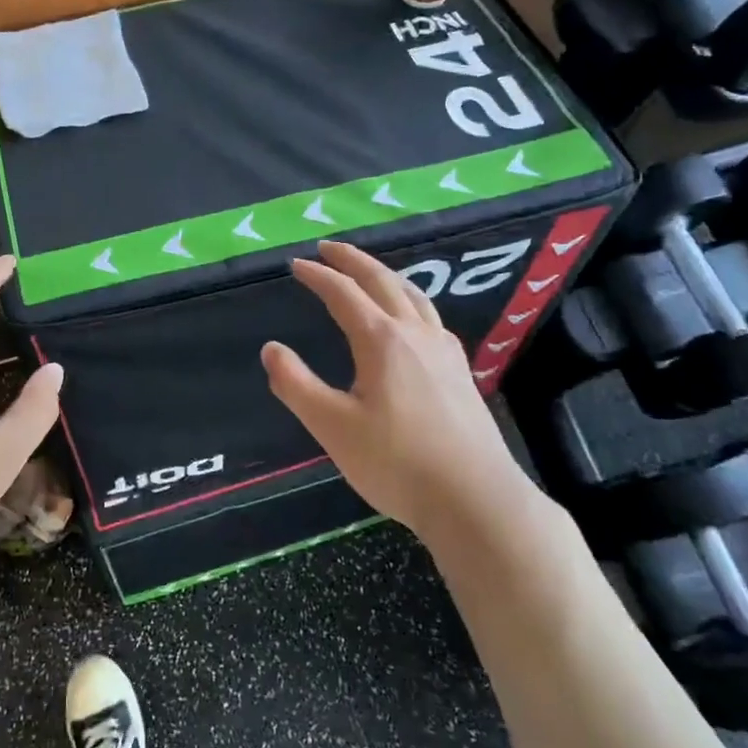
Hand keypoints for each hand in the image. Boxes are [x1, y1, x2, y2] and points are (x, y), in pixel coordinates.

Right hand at [262, 241, 547, 543]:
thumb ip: (296, 385)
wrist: (476, 500)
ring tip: (369, 271)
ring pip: (414, 295)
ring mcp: (444, 351)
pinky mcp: (460, 371)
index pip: (343, 293)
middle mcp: (415, 333)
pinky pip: (431, 317)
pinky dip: (411, 300)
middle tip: (328, 247)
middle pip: (383, 281)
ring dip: (386, 275)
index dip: (317, 276)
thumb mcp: (332, 426)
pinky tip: (412, 319)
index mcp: (381, 340)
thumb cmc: (396, 463)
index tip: (296, 265)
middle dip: (353, 260)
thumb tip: (271, 349)